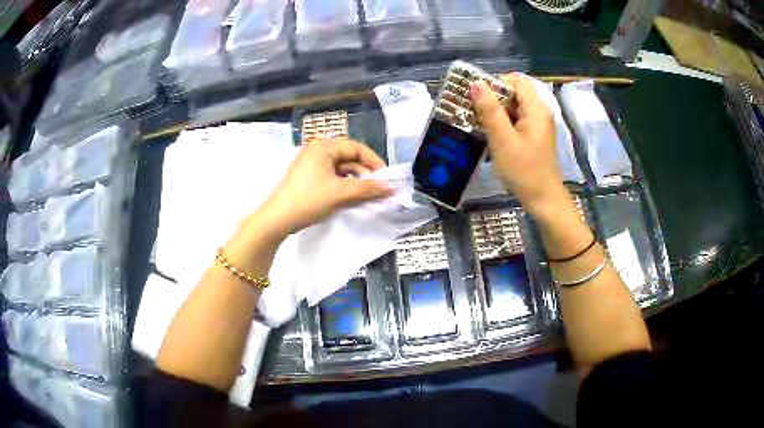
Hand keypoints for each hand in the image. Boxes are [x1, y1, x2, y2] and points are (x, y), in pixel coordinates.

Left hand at [258, 139, 392, 236]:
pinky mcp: (308, 178)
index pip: (357, 148)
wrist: (277, 219)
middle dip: (365, 174)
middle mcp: (317, 150)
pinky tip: (352, 198)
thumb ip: (368, 188)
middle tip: (379, 191)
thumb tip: (392, 188)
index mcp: (324, 146)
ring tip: (368, 197)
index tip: (387, 179)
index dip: (374, 162)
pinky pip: (332, 177)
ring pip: (341, 169)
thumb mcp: (340, 193)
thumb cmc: (309, 199)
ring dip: (356, 182)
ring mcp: (311, 164)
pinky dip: (344, 186)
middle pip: (349, 158)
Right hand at [469, 74, 564, 212]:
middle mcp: (539, 112)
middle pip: (515, 93)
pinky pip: (516, 120)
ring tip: (475, 120)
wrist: (543, 199)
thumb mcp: (503, 139)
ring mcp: (538, 125)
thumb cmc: (523, 170)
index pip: (516, 80)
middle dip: (492, 97)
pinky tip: (489, 133)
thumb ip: (490, 110)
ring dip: (495, 111)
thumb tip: (477, 83)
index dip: (495, 82)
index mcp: (536, 109)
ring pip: (514, 107)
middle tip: (471, 107)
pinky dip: (502, 122)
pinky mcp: (534, 136)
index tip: (476, 94)